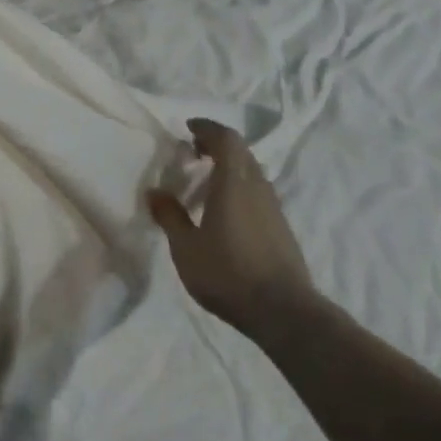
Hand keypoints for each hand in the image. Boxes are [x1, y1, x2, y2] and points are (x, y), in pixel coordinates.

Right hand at [149, 118, 315, 337]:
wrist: (285, 313)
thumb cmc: (228, 273)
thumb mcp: (186, 248)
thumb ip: (170, 216)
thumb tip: (155, 192)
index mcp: (233, 182)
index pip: (226, 138)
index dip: (207, 128)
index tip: (188, 129)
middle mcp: (257, 187)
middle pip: (241, 151)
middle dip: (217, 145)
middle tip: (193, 152)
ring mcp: (274, 207)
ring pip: (252, 171)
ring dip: (230, 166)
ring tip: (206, 180)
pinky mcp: (282, 227)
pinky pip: (258, 191)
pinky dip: (240, 186)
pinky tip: (226, 209)